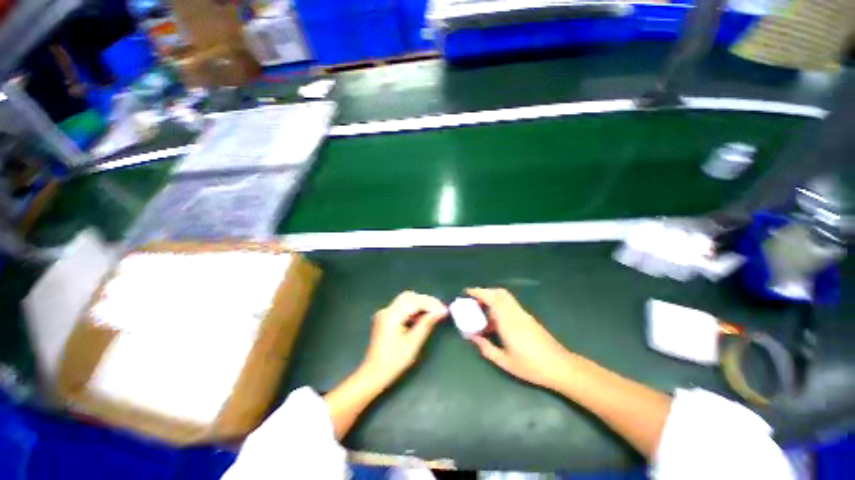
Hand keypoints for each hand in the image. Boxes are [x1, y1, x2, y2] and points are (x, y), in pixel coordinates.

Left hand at [361, 291, 447, 384]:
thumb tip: (441, 312)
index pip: (414, 301)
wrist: (373, 374)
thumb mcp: (413, 342)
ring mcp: (385, 313)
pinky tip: (421, 317)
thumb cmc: (394, 361)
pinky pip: (402, 307)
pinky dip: (413, 309)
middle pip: (409, 297)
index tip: (444, 310)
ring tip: (434, 313)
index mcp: (392, 315)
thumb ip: (427, 324)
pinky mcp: (386, 318)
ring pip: (406, 300)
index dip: (431, 304)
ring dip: (420, 304)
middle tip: (440, 309)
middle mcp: (387, 310)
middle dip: (426, 301)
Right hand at [467, 288, 572, 390]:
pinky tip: (496, 320)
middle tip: (474, 301)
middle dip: (485, 292)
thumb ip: (486, 348)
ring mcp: (523, 314)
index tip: (467, 292)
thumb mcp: (505, 362)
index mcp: (508, 321)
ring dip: (492, 298)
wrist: (560, 366)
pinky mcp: (528, 318)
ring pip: (505, 297)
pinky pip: (510, 304)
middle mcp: (515, 313)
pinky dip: (500, 305)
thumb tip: (473, 337)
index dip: (479, 292)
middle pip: (499, 293)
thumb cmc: (531, 366)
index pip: (492, 299)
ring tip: (482, 310)